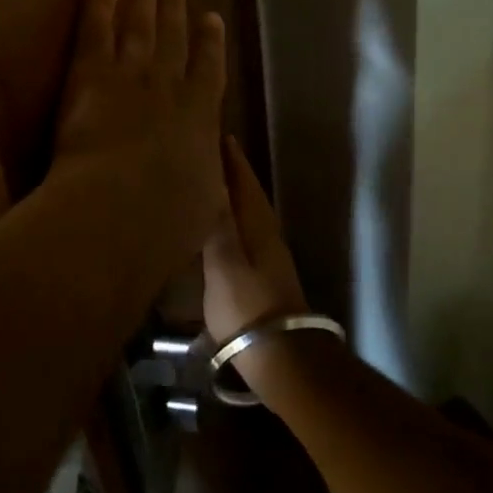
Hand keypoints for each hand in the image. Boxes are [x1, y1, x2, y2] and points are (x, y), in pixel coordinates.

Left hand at [52, 0, 227, 263]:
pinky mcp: (92, 74)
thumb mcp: (203, 204)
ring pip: (140, 27)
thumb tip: (209, 169)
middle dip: (175, 8)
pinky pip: (97, 29)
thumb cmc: (166, 221)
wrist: (119, 208)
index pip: (209, 69)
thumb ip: (207, 180)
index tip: (212, 17)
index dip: (211, 41)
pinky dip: (102, 2)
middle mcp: (169, 85)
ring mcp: (131, 75)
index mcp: (201, 116)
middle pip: (173, 38)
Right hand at [203, 137, 314, 394]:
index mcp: (257, 225)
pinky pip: (246, 233)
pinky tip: (221, 228)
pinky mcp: (264, 277)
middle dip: (233, 173)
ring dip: (234, 195)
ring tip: (212, 183)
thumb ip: (218, 223)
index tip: (220, 135)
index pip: (244, 181)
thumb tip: (214, 183)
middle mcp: (267, 234)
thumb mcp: (223, 263)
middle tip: (212, 153)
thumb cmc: (247, 306)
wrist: (280, 357)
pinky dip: (233, 219)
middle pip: (249, 194)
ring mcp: (269, 257)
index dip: (232, 159)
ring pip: (249, 213)